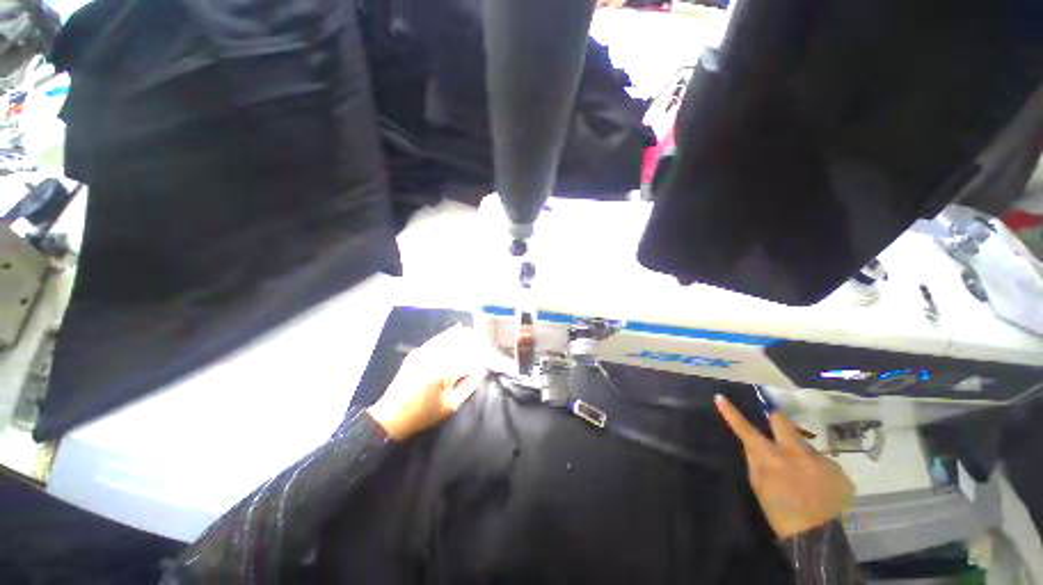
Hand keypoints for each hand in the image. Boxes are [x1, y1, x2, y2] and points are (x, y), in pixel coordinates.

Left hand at [367, 326, 492, 440]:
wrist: (392, 415)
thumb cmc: (425, 413)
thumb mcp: (451, 405)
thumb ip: (470, 385)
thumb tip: (481, 370)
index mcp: (447, 371)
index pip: (472, 356)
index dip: (483, 354)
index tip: (490, 354)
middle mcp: (437, 357)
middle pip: (462, 341)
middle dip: (476, 340)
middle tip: (485, 342)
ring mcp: (425, 352)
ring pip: (450, 336)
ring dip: (464, 334)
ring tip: (474, 335)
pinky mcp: (418, 351)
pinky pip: (438, 338)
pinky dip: (449, 333)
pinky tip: (457, 330)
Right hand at [715, 395, 854, 538]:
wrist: (817, 537)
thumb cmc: (779, 511)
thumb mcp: (759, 485)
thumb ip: (755, 460)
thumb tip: (752, 443)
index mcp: (770, 457)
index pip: (745, 429)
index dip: (732, 413)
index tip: (721, 397)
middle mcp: (795, 452)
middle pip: (782, 421)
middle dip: (775, 419)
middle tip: (774, 424)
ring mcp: (819, 459)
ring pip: (805, 445)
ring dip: (799, 452)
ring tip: (803, 474)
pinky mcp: (838, 470)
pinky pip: (822, 462)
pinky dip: (816, 468)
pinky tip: (818, 485)